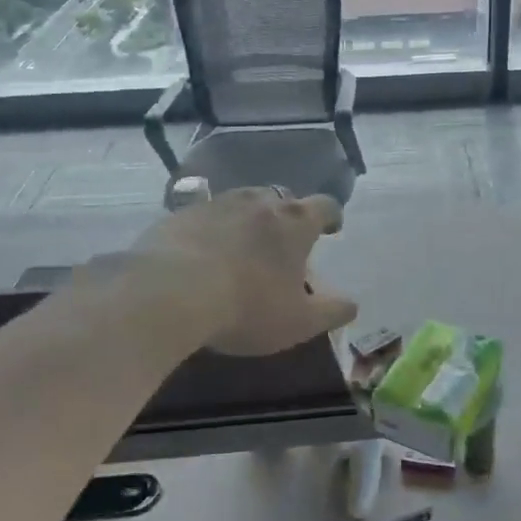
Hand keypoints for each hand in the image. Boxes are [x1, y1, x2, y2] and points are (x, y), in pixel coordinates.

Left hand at [122, 188, 357, 355]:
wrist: (169, 294)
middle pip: (283, 198)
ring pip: (243, 202)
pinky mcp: (180, 214)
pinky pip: (206, 216)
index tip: (331, 230)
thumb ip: (332, 312)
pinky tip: (204, 254)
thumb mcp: (300, 322)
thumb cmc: (247, 307)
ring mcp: (217, 203)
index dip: (331, 217)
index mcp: (295, 222)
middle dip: (288, 217)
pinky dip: (213, 229)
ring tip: (243, 247)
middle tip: (284, 243)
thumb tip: (352, 305)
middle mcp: (260, 202)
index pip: (325, 206)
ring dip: (249, 219)